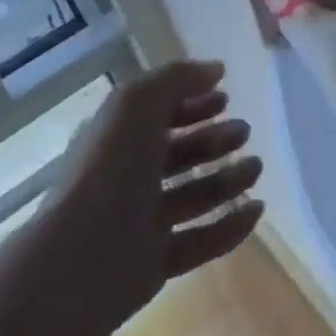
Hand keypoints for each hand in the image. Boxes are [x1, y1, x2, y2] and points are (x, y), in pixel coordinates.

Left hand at [35, 60, 262, 332]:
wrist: (79, 261)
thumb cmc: (110, 169)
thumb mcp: (138, 103)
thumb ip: (178, 78)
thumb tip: (214, 70)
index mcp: (117, 143)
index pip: (158, 117)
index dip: (191, 105)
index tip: (226, 98)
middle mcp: (126, 181)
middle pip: (178, 156)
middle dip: (214, 141)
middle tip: (245, 133)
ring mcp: (139, 225)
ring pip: (192, 196)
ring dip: (227, 181)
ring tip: (256, 169)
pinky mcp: (153, 264)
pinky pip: (199, 242)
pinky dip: (229, 227)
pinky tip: (256, 211)